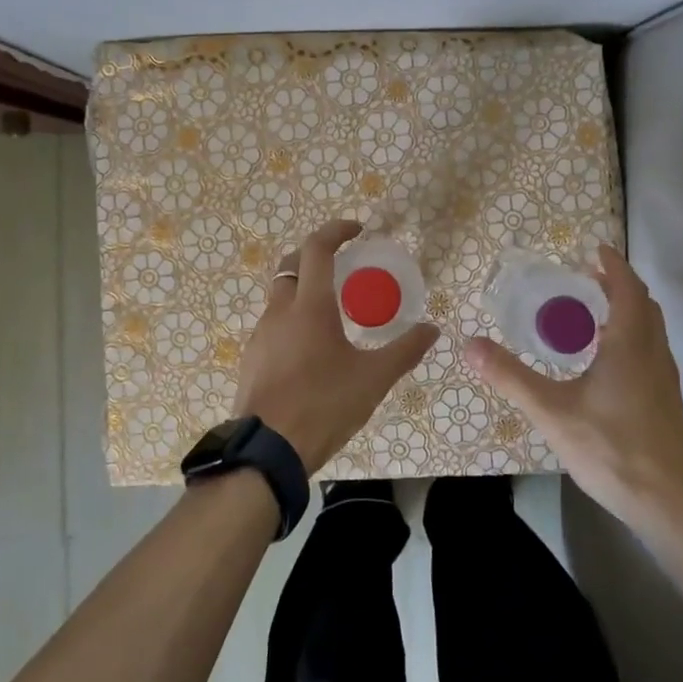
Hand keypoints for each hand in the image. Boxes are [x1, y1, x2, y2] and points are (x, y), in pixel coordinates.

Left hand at [232, 221, 439, 474]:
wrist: (267, 451)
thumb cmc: (323, 405)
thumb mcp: (373, 380)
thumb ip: (404, 351)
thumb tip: (432, 330)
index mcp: (309, 306)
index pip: (316, 248)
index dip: (335, 230)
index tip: (356, 229)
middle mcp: (279, 312)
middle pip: (291, 266)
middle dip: (315, 256)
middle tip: (342, 266)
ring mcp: (260, 336)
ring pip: (280, 298)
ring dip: (303, 292)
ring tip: (332, 314)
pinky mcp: (251, 360)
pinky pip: (272, 327)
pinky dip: (292, 322)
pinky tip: (310, 352)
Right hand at [463, 245, 682, 528]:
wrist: (664, 501)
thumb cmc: (609, 448)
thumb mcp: (550, 410)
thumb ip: (510, 376)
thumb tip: (470, 344)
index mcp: (630, 346)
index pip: (627, 290)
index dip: (613, 265)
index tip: (595, 249)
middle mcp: (654, 354)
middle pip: (644, 305)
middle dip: (618, 285)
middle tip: (587, 280)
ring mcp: (666, 379)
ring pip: (652, 330)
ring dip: (627, 311)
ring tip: (592, 316)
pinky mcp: (667, 401)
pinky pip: (652, 351)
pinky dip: (632, 337)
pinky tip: (607, 362)